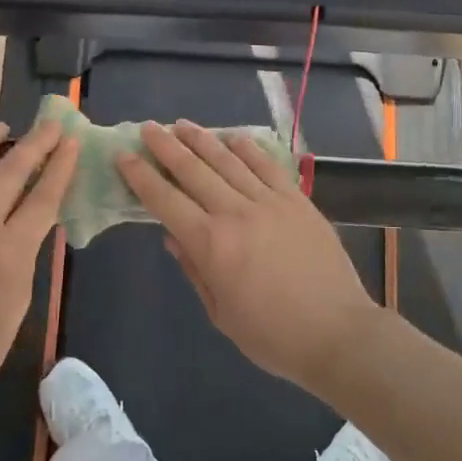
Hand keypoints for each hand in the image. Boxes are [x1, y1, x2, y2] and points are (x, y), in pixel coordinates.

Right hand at [117, 120, 379, 387]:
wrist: (337, 332)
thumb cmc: (272, 336)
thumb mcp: (221, 313)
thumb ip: (195, 270)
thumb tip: (172, 237)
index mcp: (211, 244)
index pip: (165, 201)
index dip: (141, 177)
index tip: (124, 156)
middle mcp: (235, 213)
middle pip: (193, 171)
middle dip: (166, 147)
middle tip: (148, 128)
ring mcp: (270, 202)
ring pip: (228, 161)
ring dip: (202, 140)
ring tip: (182, 124)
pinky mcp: (298, 201)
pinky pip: (268, 167)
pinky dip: (249, 149)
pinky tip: (234, 138)